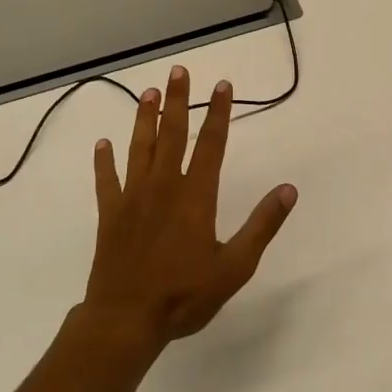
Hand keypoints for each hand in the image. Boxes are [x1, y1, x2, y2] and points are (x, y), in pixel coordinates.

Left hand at [82, 65, 297, 353]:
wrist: (126, 319)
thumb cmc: (185, 295)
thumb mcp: (235, 266)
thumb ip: (262, 225)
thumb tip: (288, 190)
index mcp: (195, 196)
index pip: (211, 144)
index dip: (217, 113)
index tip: (222, 85)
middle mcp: (163, 187)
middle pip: (172, 135)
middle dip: (177, 101)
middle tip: (178, 71)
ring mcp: (133, 198)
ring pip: (139, 149)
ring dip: (144, 119)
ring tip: (147, 92)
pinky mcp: (110, 215)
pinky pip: (106, 181)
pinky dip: (104, 161)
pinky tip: (102, 144)